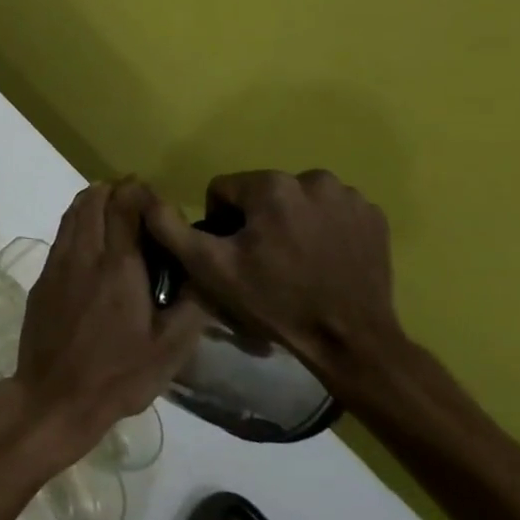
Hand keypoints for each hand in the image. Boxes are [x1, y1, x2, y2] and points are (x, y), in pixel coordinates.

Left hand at [6, 180, 207, 465]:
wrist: (54, 396)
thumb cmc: (118, 376)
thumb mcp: (170, 349)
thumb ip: (192, 304)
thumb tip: (205, 269)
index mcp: (118, 265)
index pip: (124, 202)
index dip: (141, 192)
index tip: (159, 205)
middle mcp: (84, 253)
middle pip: (94, 197)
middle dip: (118, 191)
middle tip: (140, 209)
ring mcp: (57, 262)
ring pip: (73, 211)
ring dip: (95, 203)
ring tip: (118, 219)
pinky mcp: (42, 276)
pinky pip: (62, 233)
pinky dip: (79, 223)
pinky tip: (95, 247)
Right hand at [143, 169, 403, 393]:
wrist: (351, 341)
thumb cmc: (275, 302)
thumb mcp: (210, 269)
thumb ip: (171, 229)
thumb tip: (145, 199)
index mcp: (271, 185)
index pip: (224, 190)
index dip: (221, 223)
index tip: (235, 255)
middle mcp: (312, 178)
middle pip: (262, 193)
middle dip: (257, 221)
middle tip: (264, 262)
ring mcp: (349, 196)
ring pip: (297, 199)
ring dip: (290, 221)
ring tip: (295, 261)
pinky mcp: (374, 216)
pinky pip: (331, 211)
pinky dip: (323, 228)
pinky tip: (324, 259)